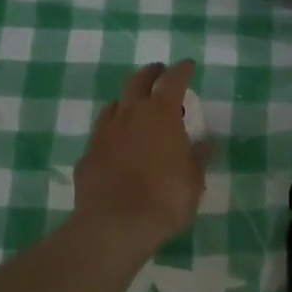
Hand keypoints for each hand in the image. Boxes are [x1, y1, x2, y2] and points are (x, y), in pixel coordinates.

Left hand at [73, 61, 210, 254]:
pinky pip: (102, 132)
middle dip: (151, 73)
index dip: (182, 71)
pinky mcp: (87, 154)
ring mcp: (104, 133)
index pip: (173, 80)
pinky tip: (117, 143)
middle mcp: (130, 114)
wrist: (113, 226)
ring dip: (128, 99)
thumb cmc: (164, 200)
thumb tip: (204, 145)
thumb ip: (197, 159)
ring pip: (115, 104)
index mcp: (160, 114)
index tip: (187, 65)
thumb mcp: (193, 181)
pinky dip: (114, 131)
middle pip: (138, 81)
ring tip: (136, 106)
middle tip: (159, 72)